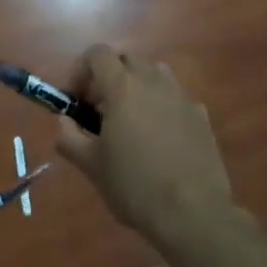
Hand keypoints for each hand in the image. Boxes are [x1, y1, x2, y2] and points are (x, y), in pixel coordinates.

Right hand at [57, 45, 234, 250]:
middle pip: (126, 60)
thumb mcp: (91, 165)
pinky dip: (162, 107)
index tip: (76, 101)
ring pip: (154, 74)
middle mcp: (153, 80)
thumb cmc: (134, 185)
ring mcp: (181, 96)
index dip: (81, 71)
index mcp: (122, 86)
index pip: (97, 54)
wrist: (193, 212)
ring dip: (138, 87)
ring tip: (131, 122)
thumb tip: (65, 122)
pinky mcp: (201, 115)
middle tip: (100, 112)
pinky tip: (161, 141)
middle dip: (109, 78)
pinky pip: (175, 98)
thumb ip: (70, 137)